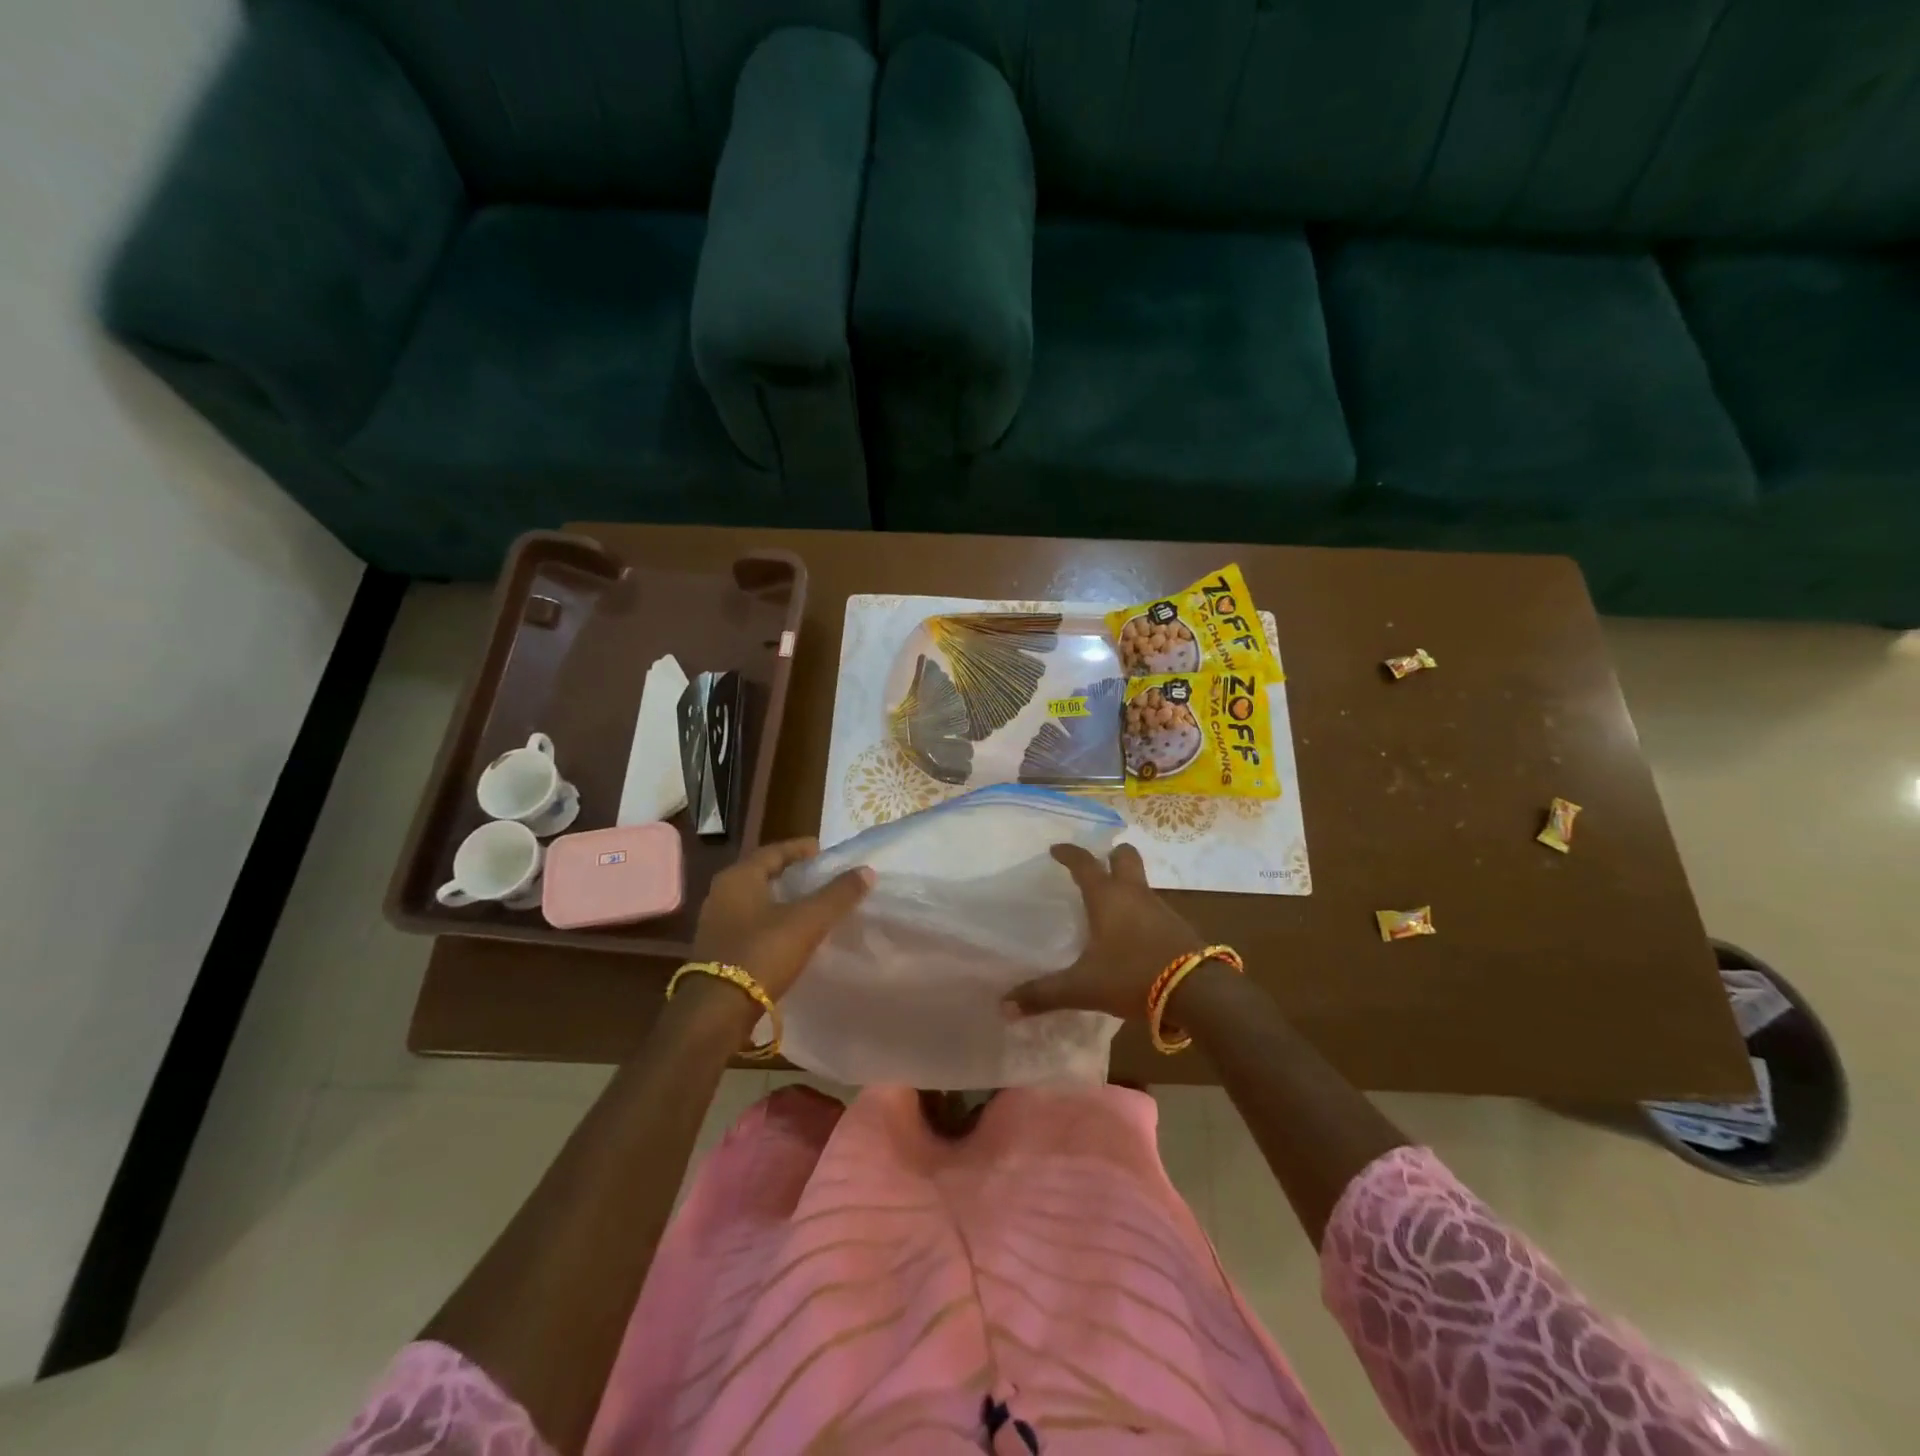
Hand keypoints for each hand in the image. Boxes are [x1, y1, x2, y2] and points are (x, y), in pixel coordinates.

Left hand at [689, 839, 872, 1004]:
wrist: (716, 1014)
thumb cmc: (761, 955)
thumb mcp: (807, 921)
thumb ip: (838, 895)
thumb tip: (866, 870)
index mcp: (739, 877)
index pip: (774, 851)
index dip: (801, 848)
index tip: (825, 851)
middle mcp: (722, 894)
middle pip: (763, 874)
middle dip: (793, 873)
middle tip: (822, 876)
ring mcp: (716, 924)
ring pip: (756, 900)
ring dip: (783, 899)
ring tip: (811, 904)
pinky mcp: (718, 950)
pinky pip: (751, 923)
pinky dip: (773, 921)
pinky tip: (792, 934)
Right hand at [1003, 843, 1207, 1020]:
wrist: (1198, 992)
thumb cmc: (1132, 976)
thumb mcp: (1082, 988)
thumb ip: (1043, 995)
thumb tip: (1003, 1005)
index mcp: (1107, 897)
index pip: (1084, 863)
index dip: (1069, 853)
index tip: (1056, 849)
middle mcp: (1134, 894)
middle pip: (1126, 857)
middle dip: (1112, 855)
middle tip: (1099, 863)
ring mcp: (1161, 909)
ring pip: (1141, 884)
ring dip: (1127, 886)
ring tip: (1111, 906)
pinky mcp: (1179, 928)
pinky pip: (1154, 909)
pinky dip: (1142, 913)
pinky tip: (1134, 936)